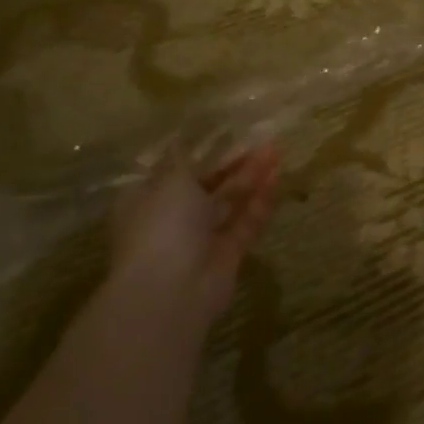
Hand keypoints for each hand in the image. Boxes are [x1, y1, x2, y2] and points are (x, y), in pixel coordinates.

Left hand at [110, 144, 278, 329]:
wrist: (170, 292)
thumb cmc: (161, 226)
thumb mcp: (169, 181)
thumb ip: (182, 158)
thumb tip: (177, 136)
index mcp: (147, 200)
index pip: (173, 171)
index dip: (198, 151)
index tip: (224, 132)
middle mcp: (171, 219)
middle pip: (206, 185)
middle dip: (232, 163)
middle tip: (260, 140)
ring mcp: (200, 240)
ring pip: (229, 203)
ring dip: (250, 178)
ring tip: (275, 152)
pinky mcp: (227, 256)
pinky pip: (245, 224)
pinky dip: (259, 203)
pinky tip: (276, 179)